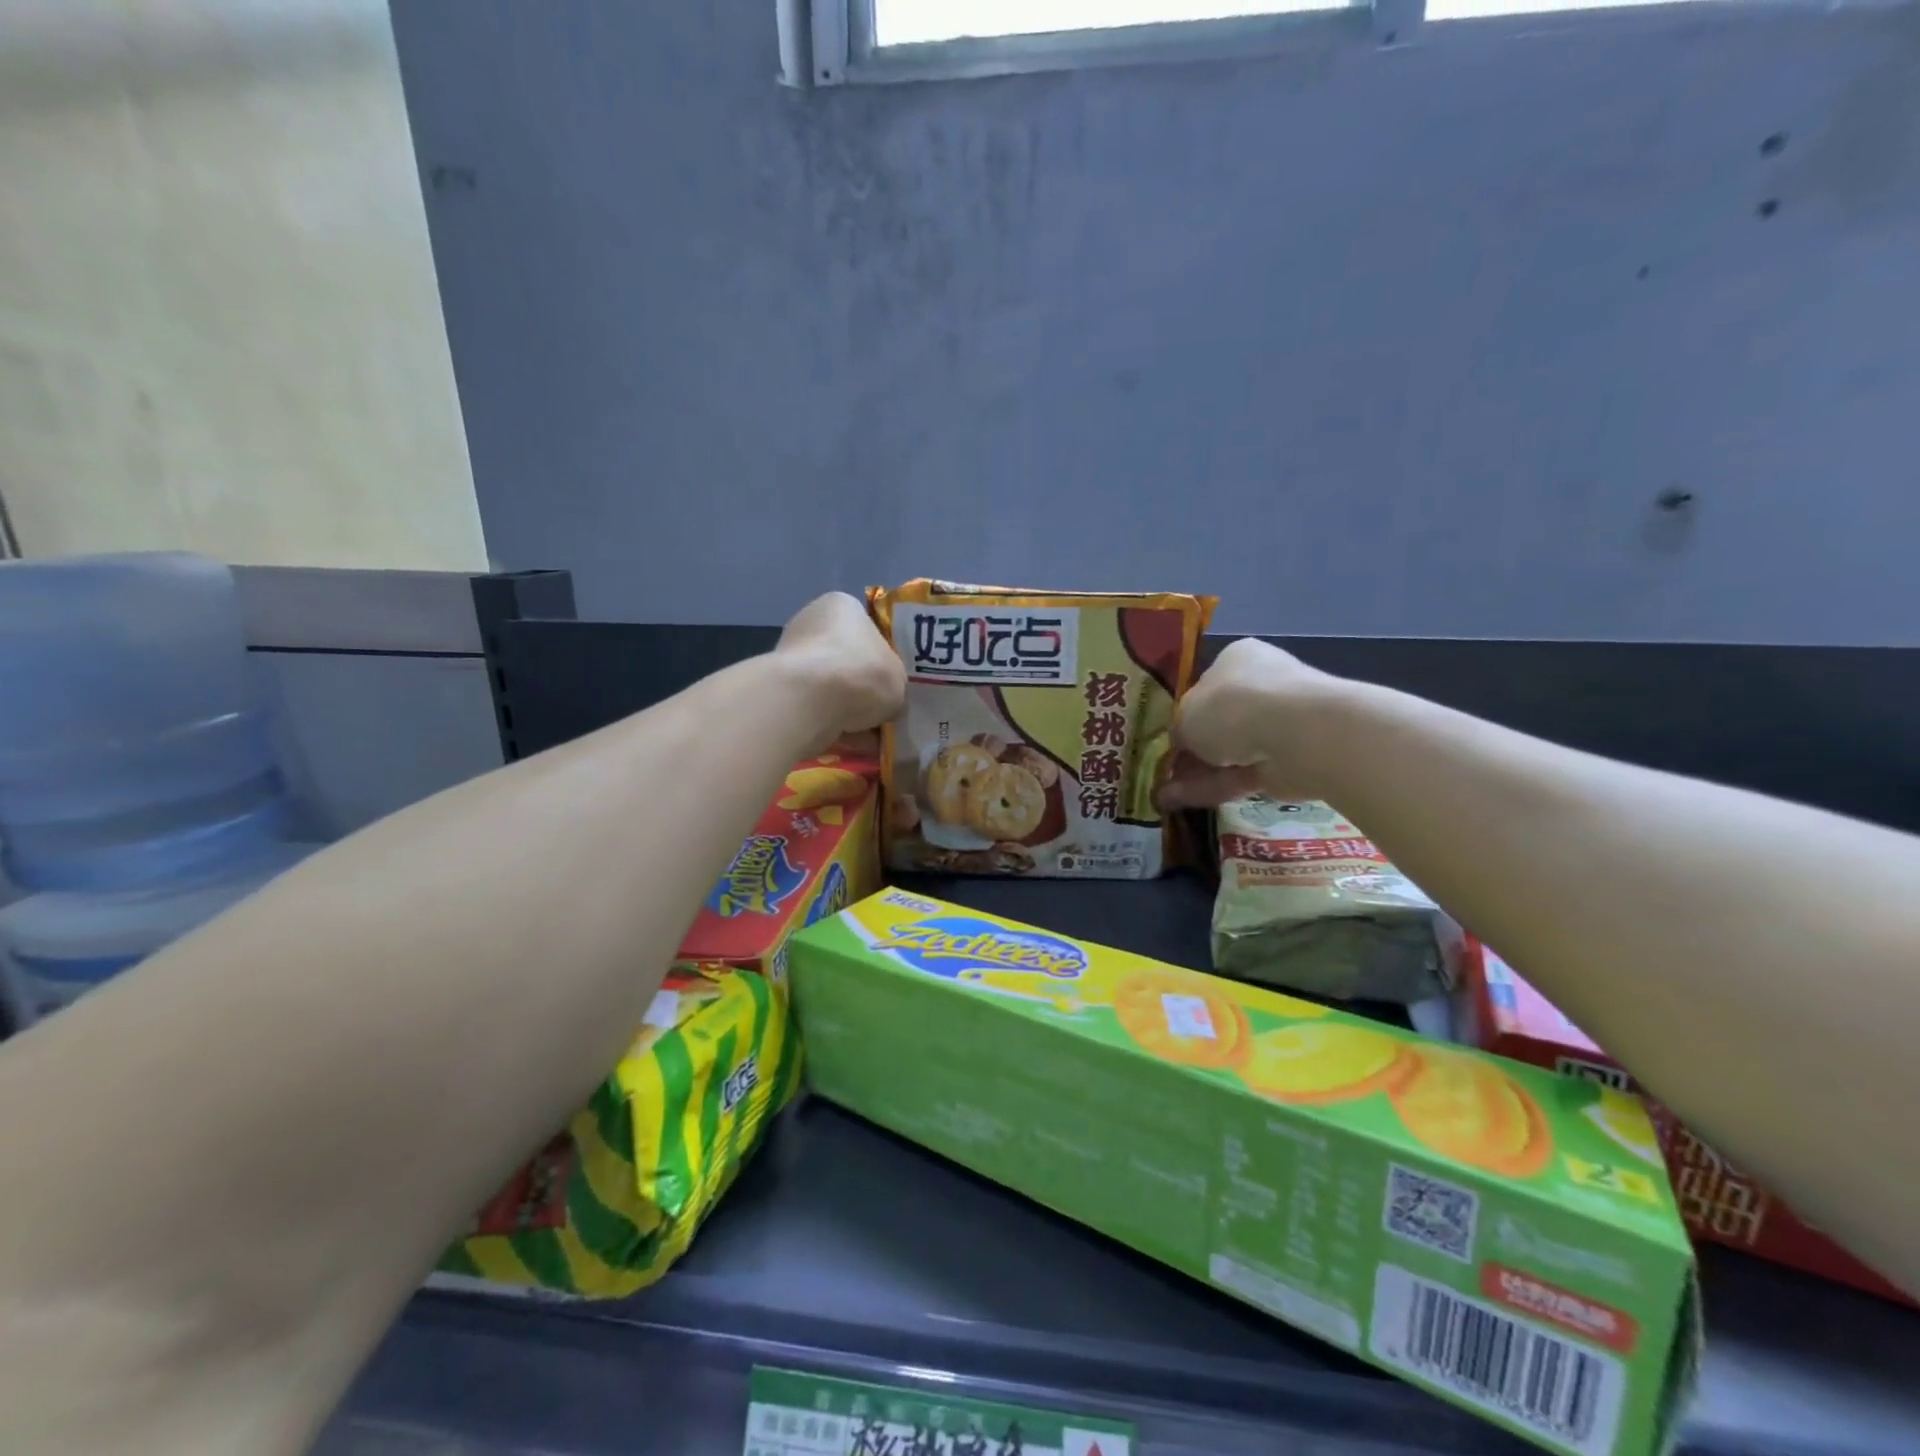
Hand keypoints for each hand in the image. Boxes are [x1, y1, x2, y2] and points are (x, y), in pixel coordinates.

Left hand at [775, 592, 906, 748]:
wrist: (810, 701)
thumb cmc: (862, 672)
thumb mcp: (899, 679)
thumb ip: (895, 686)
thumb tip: (888, 704)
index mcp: (842, 606)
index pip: (868, 627)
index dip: (885, 655)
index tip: (895, 679)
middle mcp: (812, 625)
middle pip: (849, 660)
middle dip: (866, 687)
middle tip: (887, 709)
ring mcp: (793, 659)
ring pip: (833, 689)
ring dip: (852, 711)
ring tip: (875, 736)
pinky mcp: (783, 692)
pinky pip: (818, 710)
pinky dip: (835, 726)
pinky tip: (856, 746)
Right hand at [1159, 638, 1345, 808]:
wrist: (1297, 734)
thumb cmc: (1231, 707)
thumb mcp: (1185, 716)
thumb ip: (1178, 731)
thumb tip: (1179, 744)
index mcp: (1236, 659)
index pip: (1205, 685)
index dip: (1182, 713)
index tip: (1163, 737)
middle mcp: (1259, 686)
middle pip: (1216, 722)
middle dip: (1189, 749)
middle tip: (1160, 770)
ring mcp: (1276, 725)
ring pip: (1226, 752)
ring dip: (1194, 774)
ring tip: (1160, 795)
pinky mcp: (1284, 762)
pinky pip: (1238, 775)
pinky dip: (1209, 788)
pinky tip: (1177, 803)